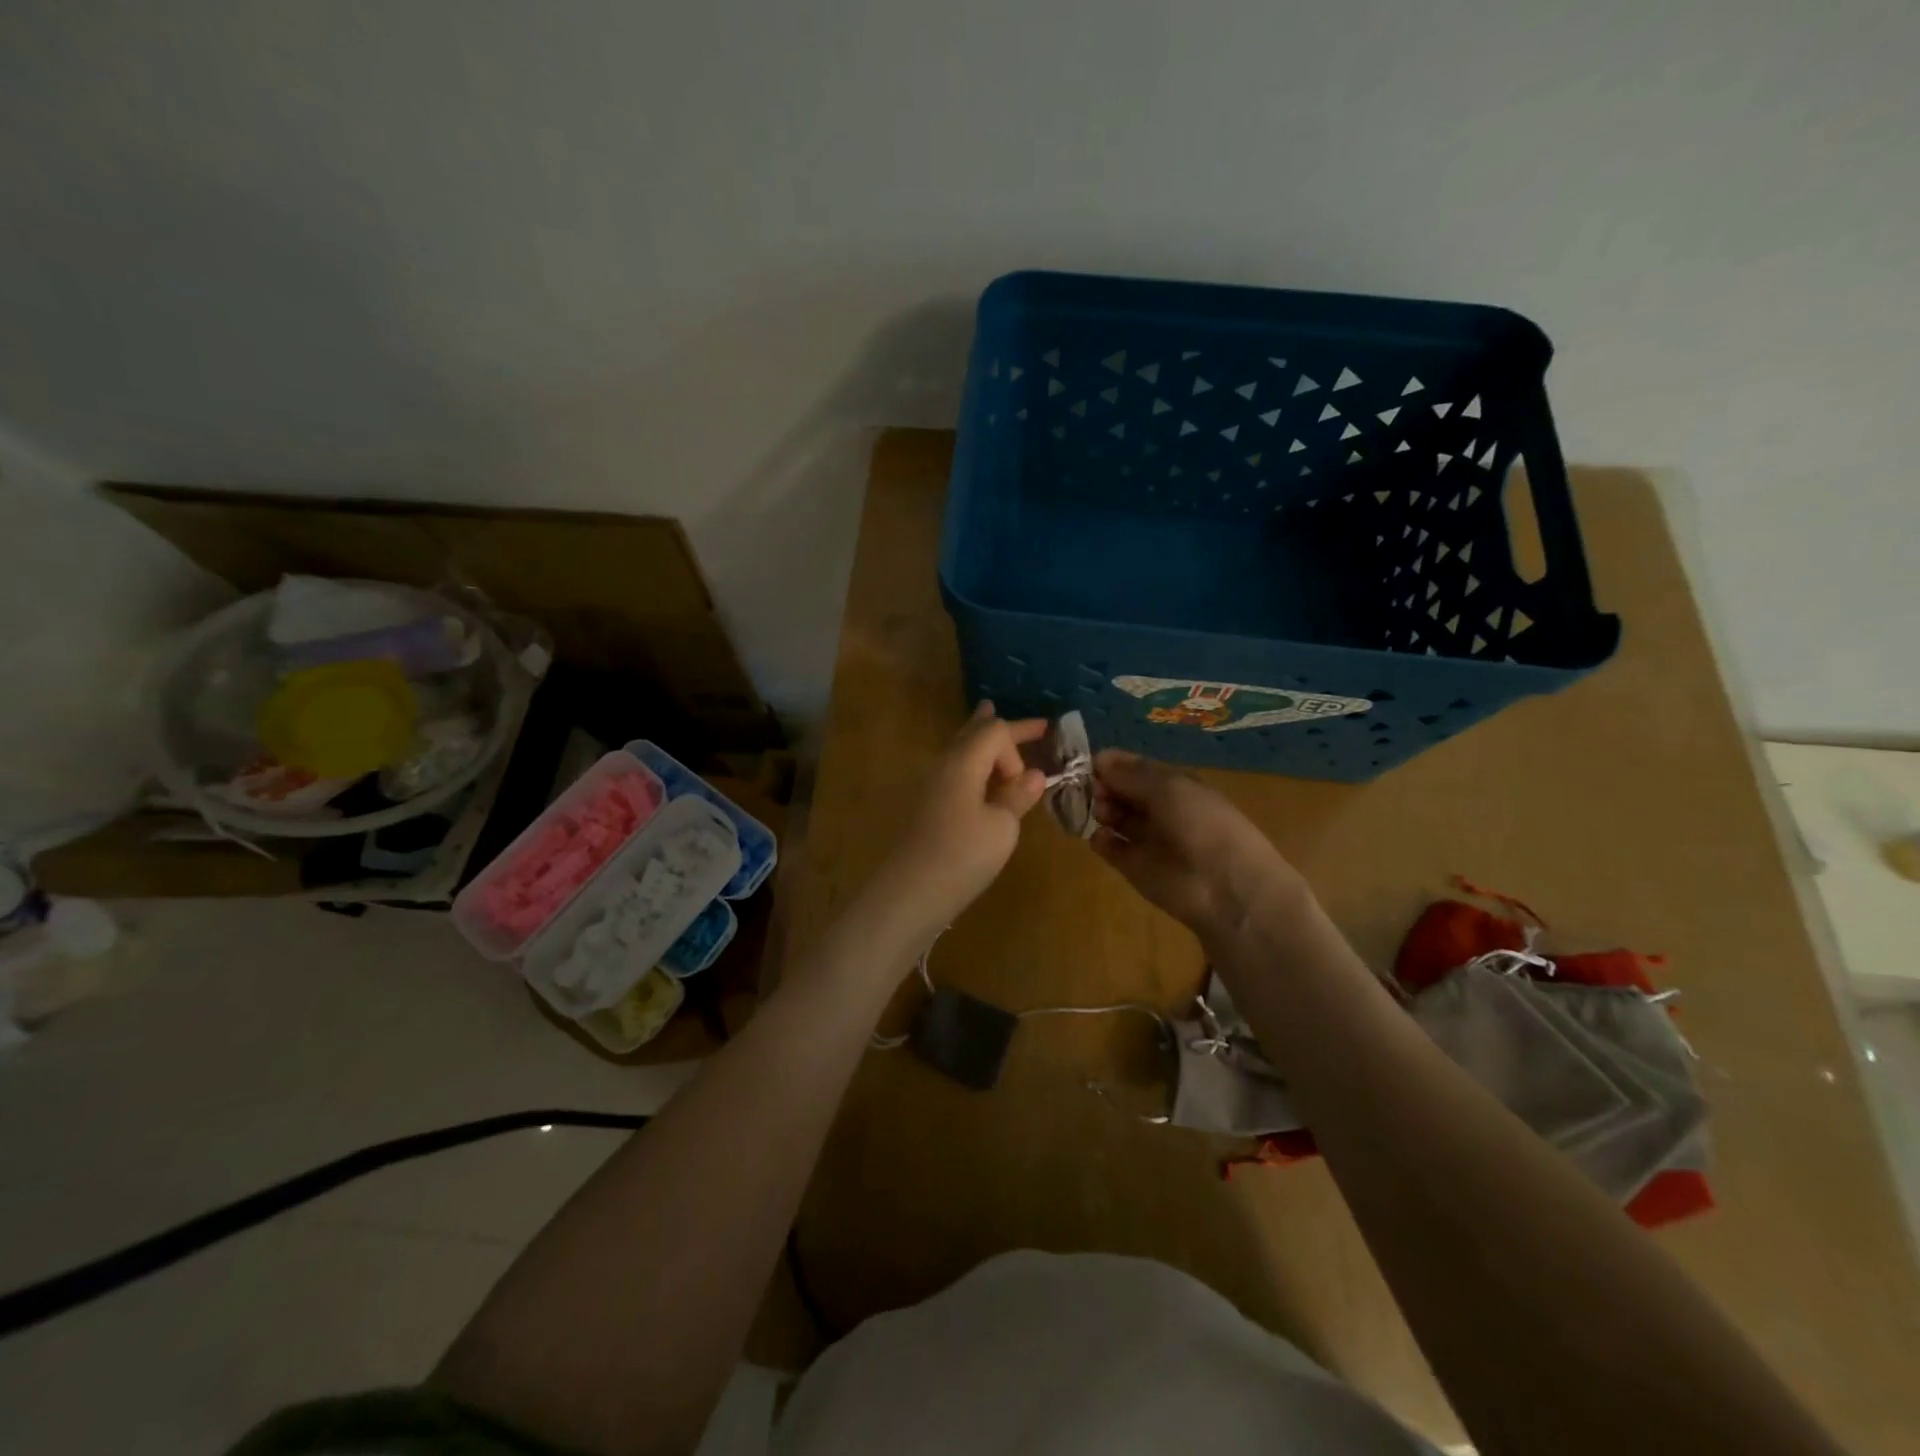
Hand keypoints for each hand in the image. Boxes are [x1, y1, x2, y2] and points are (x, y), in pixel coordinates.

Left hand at [877, 703, 1047, 941]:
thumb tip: (1034, 775)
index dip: (1021, 738)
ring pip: (961, 751)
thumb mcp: (1002, 826)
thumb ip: (1018, 796)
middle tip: (1028, 724)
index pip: (995, 731)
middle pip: (974, 734)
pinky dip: (975, 766)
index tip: (1040, 756)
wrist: (910, 893)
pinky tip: (981, 774)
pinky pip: (956, 773)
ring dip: (984, 743)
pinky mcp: (928, 809)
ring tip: (995, 728)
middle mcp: (944, 766)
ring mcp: (932, 787)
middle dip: (1001, 728)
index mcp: (964, 762)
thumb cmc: (962, 855)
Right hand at [1091, 749, 1309, 950]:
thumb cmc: (1201, 825)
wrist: (1224, 887)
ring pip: (1113, 817)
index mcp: (1174, 785)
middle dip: (1102, 786)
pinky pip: (1109, 847)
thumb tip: (1098, 757)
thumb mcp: (1169, 787)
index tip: (1088, 764)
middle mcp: (1158, 809)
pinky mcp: (1133, 867)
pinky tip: (1102, 837)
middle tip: (1093, 791)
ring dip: (1100, 809)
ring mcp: (1145, 838)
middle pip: (1120, 791)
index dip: (1111, 764)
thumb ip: (1131, 774)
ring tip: (1101, 813)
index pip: (1134, 768)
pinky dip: (1100, 840)